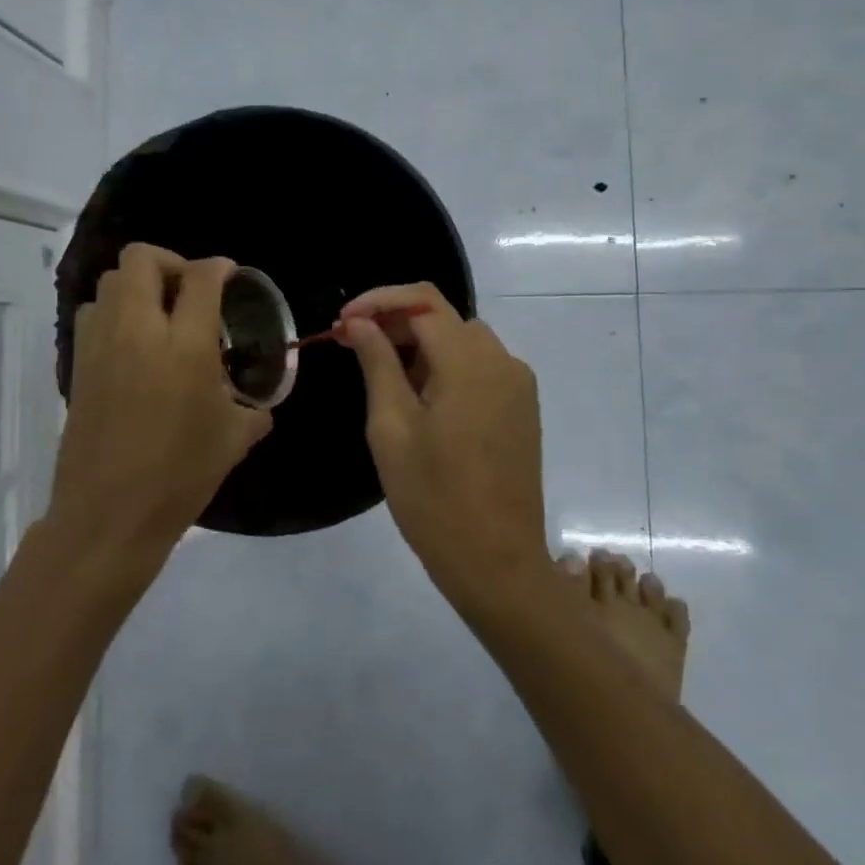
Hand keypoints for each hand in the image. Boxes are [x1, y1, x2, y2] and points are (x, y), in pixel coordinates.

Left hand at [51, 244, 272, 568]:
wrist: (109, 515)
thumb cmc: (179, 476)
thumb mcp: (232, 441)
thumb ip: (252, 411)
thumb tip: (260, 407)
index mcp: (185, 346)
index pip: (201, 277)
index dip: (219, 267)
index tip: (229, 276)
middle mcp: (138, 331)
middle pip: (142, 258)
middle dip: (171, 263)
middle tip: (190, 292)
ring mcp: (100, 344)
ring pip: (110, 280)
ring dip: (138, 286)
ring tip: (159, 317)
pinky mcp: (77, 364)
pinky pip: (93, 313)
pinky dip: (114, 312)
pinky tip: (133, 345)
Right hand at [335, 284, 549, 605]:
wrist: (497, 563)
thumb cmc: (434, 499)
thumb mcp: (392, 428)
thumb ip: (377, 364)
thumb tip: (361, 323)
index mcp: (470, 362)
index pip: (422, 301)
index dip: (378, 301)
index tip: (343, 322)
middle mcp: (502, 361)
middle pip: (443, 317)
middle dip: (395, 323)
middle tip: (352, 347)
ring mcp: (518, 385)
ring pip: (462, 340)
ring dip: (420, 345)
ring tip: (383, 377)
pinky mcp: (521, 407)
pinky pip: (480, 367)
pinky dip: (446, 367)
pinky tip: (421, 399)